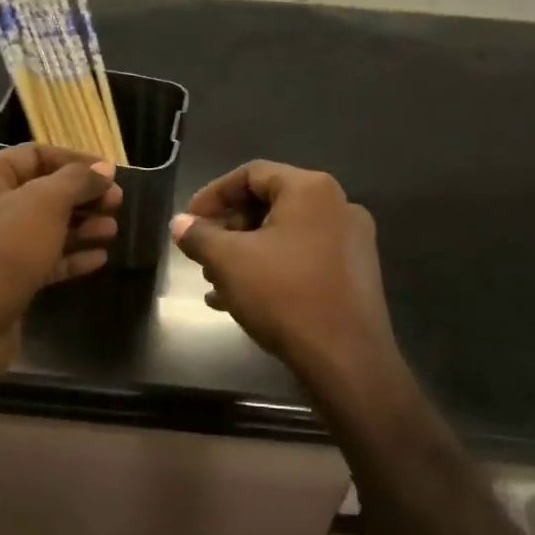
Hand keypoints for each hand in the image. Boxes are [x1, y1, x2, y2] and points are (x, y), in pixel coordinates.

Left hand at [0, 145, 121, 400]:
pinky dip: (69, 258)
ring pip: (44, 228)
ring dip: (80, 226)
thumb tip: (103, 169)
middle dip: (81, 195)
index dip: (75, 160)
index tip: (111, 172)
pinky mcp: (4, 283)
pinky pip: (42, 261)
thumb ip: (76, 181)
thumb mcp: (43, 204)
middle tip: (117, 203)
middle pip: (41, 192)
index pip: (34, 155)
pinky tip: (99, 259)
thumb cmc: (0, 252)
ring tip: (112, 230)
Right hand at [170, 161, 395, 390]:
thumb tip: (180, 224)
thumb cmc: (284, 296)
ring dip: (245, 252)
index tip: (189, 221)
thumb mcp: (229, 262)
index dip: (213, 194)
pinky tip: (239, 299)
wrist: (347, 361)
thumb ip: (199, 236)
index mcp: (311, 189)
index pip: (251, 174)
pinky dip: (270, 268)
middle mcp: (337, 205)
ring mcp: (351, 241)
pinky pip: (303, 258)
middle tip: (201, 252)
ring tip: (214, 280)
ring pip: (284, 234)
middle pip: (269, 203)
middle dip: (228, 228)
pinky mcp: (354, 274)